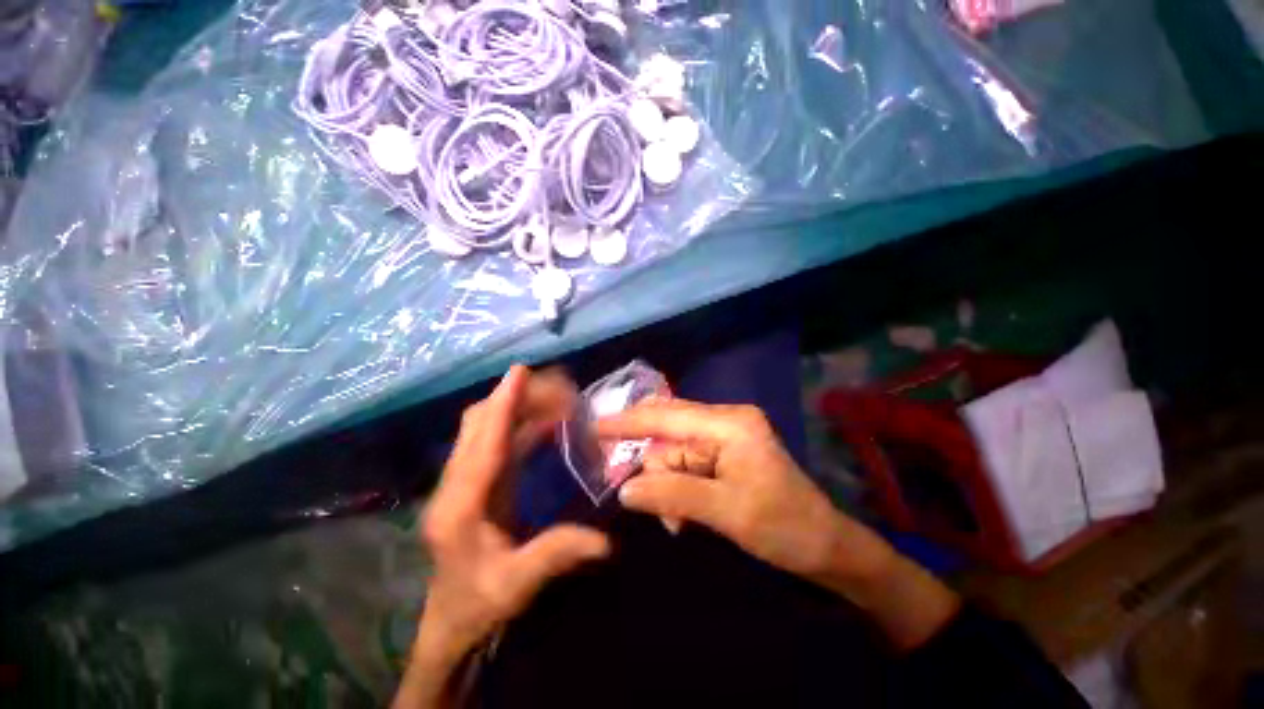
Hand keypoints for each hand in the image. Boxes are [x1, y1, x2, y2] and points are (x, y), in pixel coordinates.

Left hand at [396, 366, 610, 707]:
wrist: (450, 621)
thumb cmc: (478, 603)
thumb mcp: (518, 585)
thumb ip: (557, 554)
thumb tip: (606, 540)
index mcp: (460, 506)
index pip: (482, 444)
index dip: (502, 404)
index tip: (520, 372)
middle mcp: (455, 485)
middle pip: (477, 425)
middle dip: (511, 397)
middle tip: (553, 384)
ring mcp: (461, 481)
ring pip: (482, 428)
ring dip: (514, 407)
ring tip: (552, 396)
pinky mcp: (473, 482)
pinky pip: (493, 441)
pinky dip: (516, 424)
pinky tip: (542, 422)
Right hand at [599, 398, 958, 649]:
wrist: (826, 546)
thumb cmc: (784, 527)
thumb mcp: (726, 512)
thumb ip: (673, 495)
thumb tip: (625, 490)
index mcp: (729, 424)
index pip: (668, 416)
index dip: (629, 421)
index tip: (595, 426)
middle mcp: (725, 422)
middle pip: (669, 436)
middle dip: (652, 468)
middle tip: (634, 496)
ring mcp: (725, 437)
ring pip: (674, 454)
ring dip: (667, 486)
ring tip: (677, 522)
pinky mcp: (725, 454)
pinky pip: (687, 465)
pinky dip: (678, 488)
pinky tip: (684, 515)